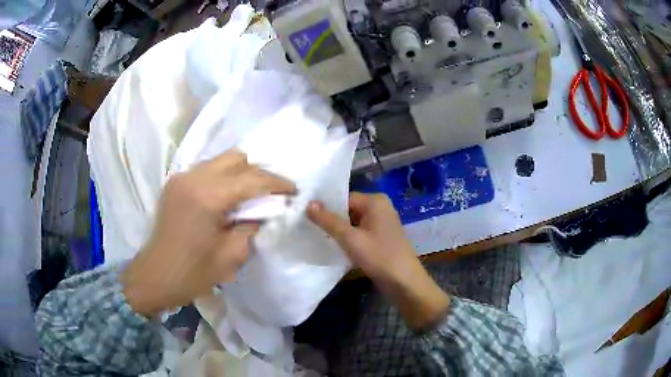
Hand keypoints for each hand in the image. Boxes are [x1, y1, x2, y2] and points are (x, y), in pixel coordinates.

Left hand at [121, 150, 295, 317]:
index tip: (294, 191)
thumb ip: (253, 227)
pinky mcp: (175, 183)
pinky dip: (223, 177)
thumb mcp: (231, 256)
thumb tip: (265, 211)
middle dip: (259, 173)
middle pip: (237, 158)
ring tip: (251, 195)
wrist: (155, 276)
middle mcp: (193, 177)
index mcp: (207, 196)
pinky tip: (228, 197)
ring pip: (221, 160)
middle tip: (271, 194)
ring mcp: (182, 177)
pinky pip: (207, 169)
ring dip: (241, 173)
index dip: (277, 183)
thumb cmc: (192, 273)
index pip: (252, 178)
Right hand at [307, 193, 449, 329]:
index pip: (344, 198)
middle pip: (348, 209)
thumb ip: (329, 221)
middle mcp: (380, 207)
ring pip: (353, 222)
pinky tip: (335, 247)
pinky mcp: (382, 237)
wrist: (405, 283)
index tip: (306, 217)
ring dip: (339, 231)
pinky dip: (349, 238)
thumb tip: (308, 203)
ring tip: (319, 238)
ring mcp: (382, 223)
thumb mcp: (351, 239)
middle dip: (332, 220)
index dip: (326, 208)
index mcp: (375, 201)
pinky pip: (361, 232)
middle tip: (309, 228)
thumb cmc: (379, 257)